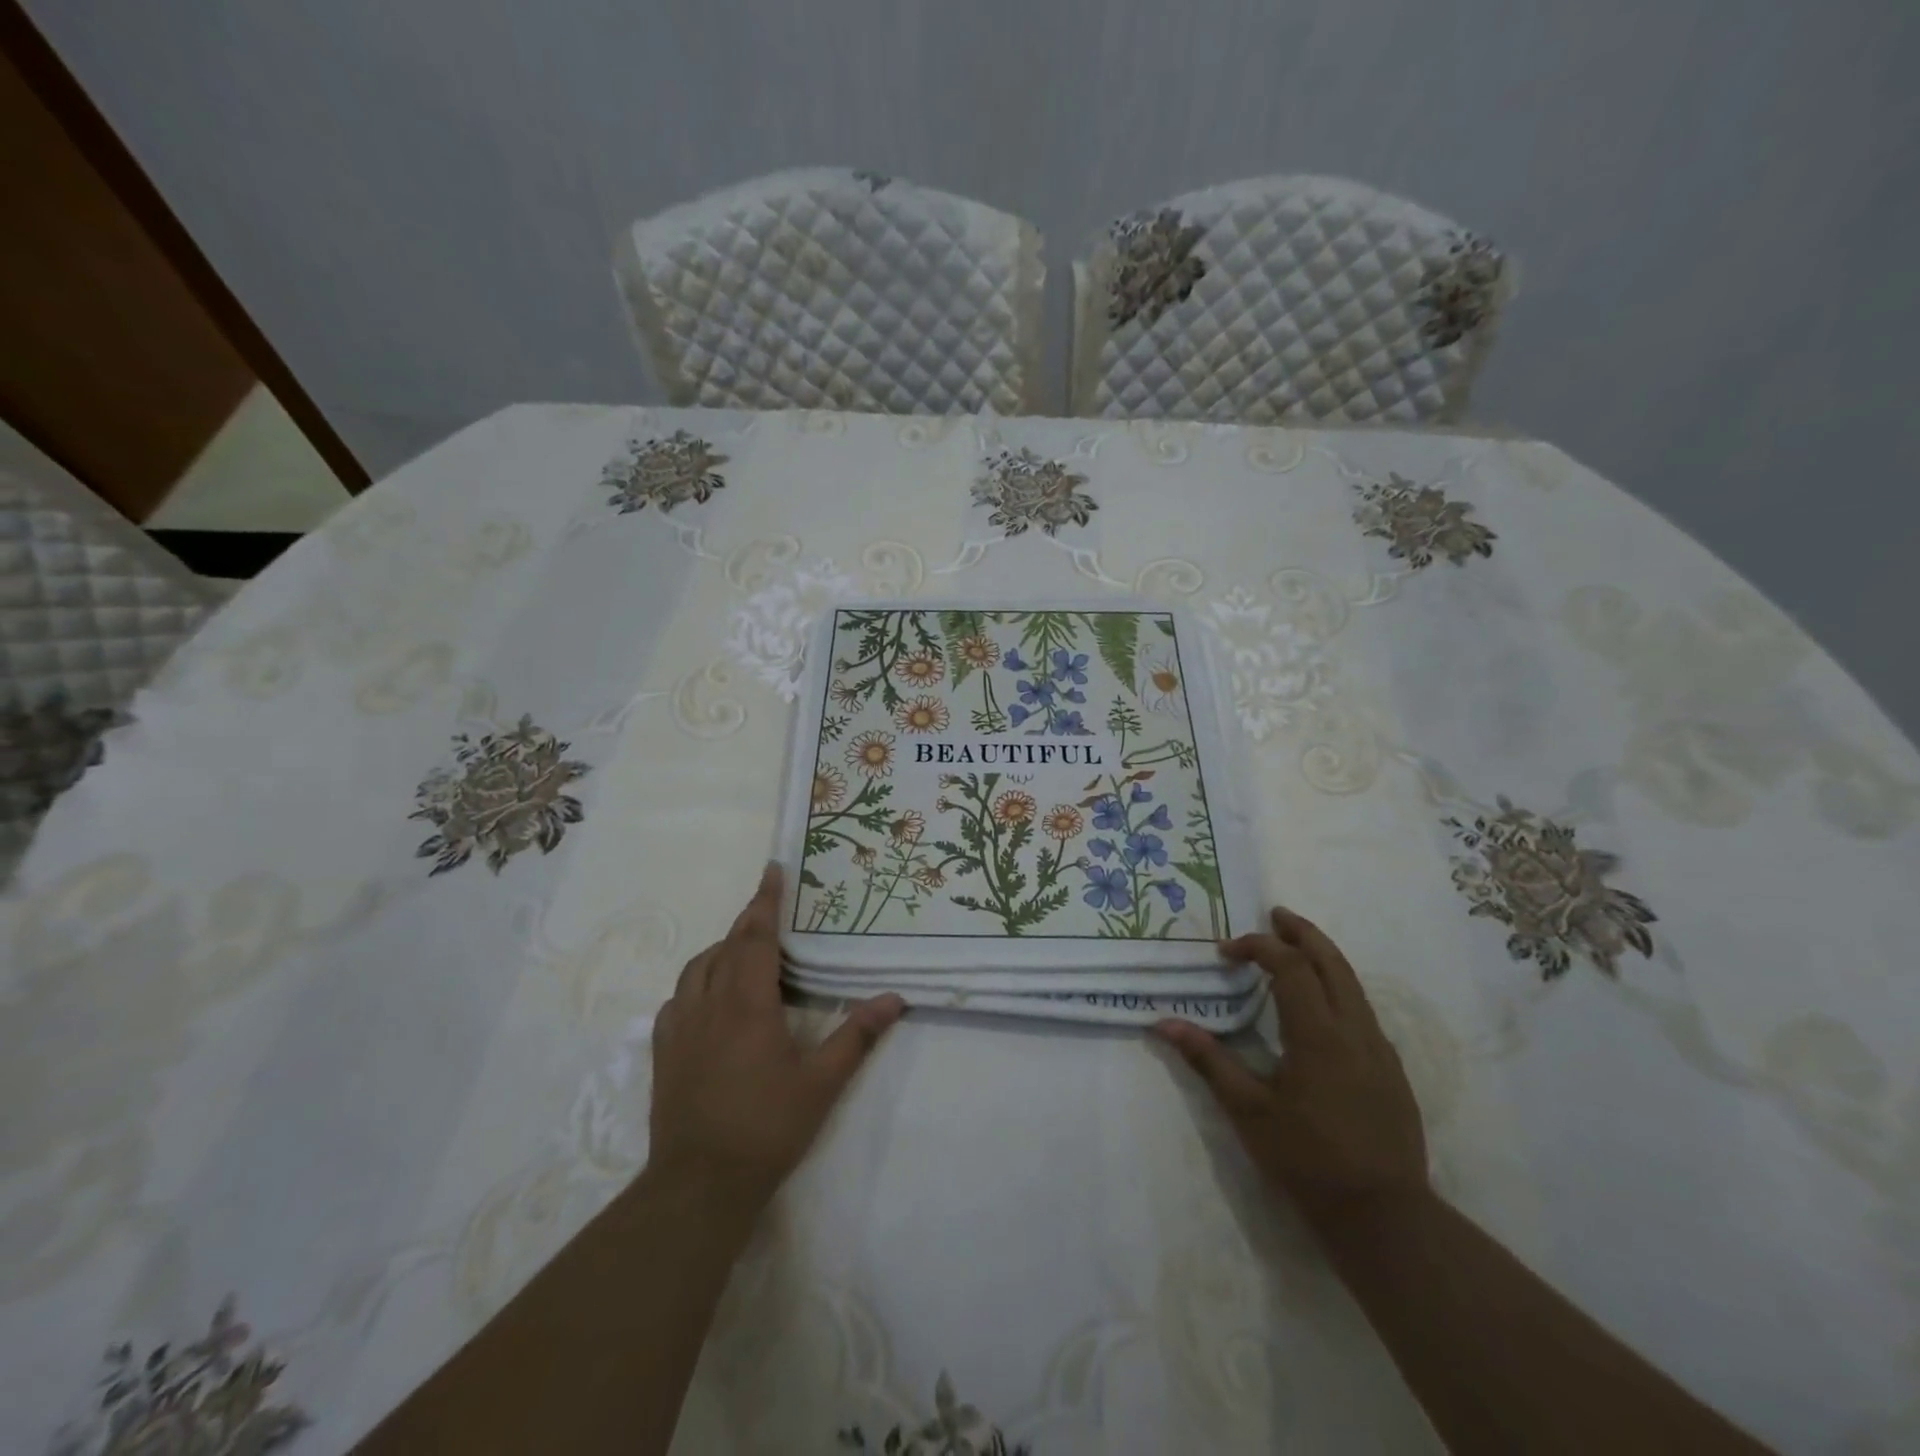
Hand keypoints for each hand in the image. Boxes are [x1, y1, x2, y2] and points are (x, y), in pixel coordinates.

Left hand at [648, 863, 903, 1221]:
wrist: (699, 1183)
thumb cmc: (766, 1127)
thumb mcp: (822, 1083)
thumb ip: (857, 1037)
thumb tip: (893, 999)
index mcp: (748, 1004)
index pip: (756, 937)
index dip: (766, 901)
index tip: (773, 869)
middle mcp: (710, 1004)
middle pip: (727, 945)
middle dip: (749, 918)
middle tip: (768, 903)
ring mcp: (680, 1026)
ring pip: (698, 967)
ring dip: (722, 948)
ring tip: (744, 950)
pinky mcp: (663, 1050)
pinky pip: (678, 998)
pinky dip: (698, 982)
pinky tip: (710, 998)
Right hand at [1155, 906, 1427, 1227]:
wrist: (1385, 1217)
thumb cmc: (1308, 1160)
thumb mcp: (1249, 1111)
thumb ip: (1209, 1061)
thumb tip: (1165, 1024)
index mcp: (1318, 1034)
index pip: (1289, 967)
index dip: (1257, 947)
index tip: (1226, 952)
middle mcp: (1355, 1029)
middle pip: (1332, 961)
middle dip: (1302, 932)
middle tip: (1276, 915)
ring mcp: (1379, 1049)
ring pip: (1353, 983)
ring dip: (1322, 956)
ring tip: (1295, 946)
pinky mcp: (1391, 1069)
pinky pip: (1362, 1009)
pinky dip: (1337, 986)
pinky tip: (1320, 1004)